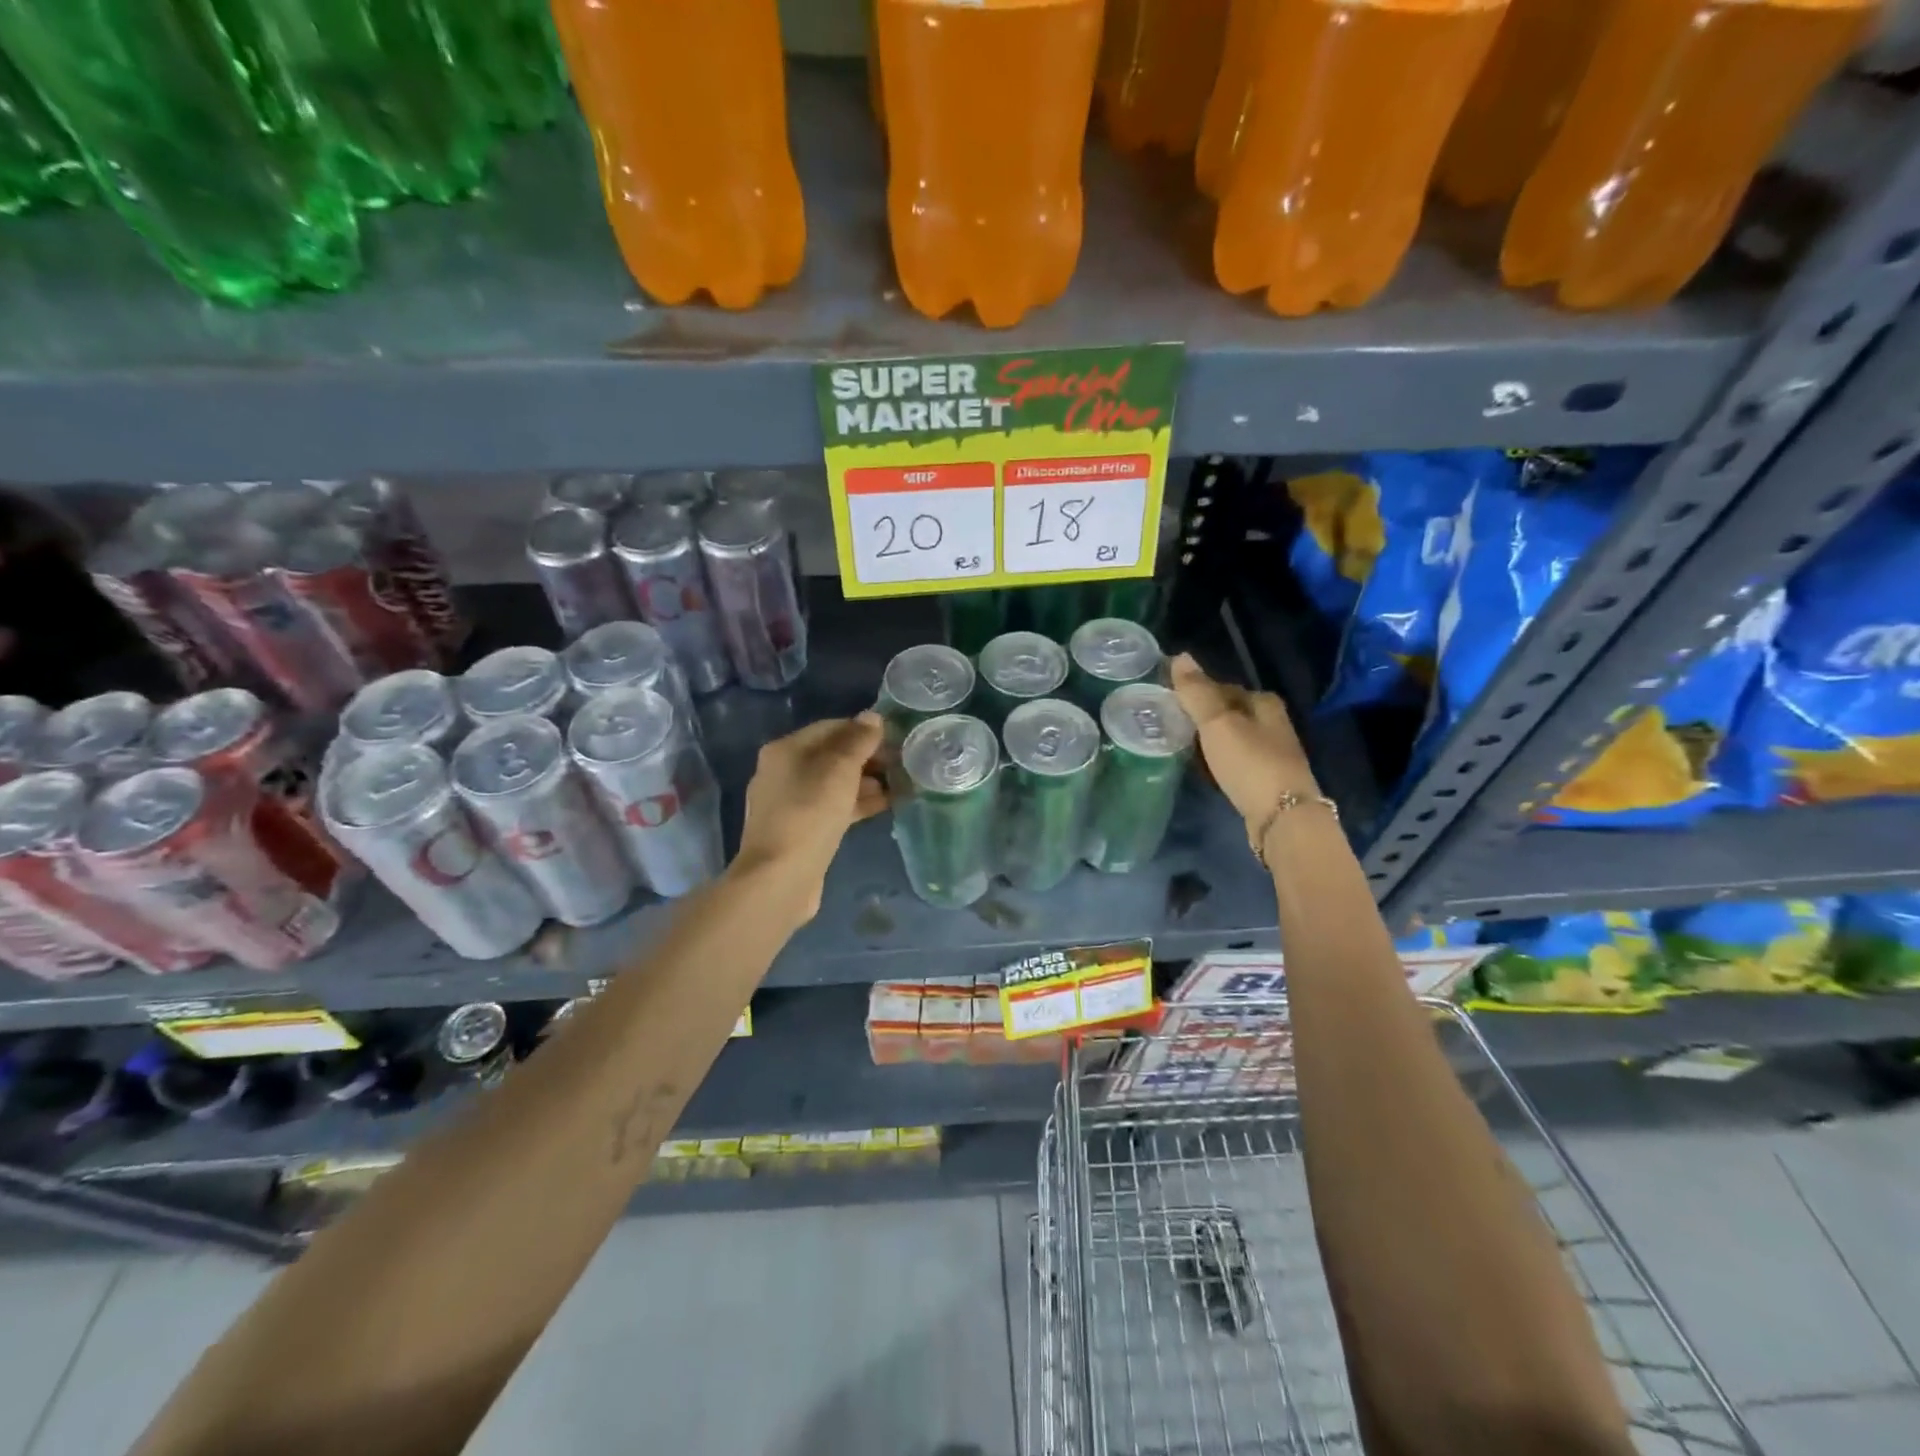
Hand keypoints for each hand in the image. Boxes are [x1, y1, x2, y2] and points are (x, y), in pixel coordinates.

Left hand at [733, 712, 887, 920]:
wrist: (781, 877)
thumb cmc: (810, 813)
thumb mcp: (840, 770)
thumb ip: (858, 741)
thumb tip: (872, 717)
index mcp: (785, 750)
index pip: (831, 727)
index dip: (864, 731)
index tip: (895, 739)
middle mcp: (782, 772)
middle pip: (831, 756)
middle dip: (867, 758)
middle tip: (901, 764)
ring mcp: (789, 804)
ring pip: (833, 784)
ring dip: (866, 783)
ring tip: (900, 785)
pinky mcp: (800, 831)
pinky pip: (832, 808)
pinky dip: (856, 804)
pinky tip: (883, 807)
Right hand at [1169, 654, 1319, 838]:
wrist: (1283, 817)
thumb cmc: (1249, 763)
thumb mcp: (1217, 723)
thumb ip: (1197, 692)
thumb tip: (1179, 656)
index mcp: (1264, 702)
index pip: (1223, 687)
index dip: (1197, 692)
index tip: (1171, 703)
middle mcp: (1273, 723)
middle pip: (1229, 712)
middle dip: (1203, 717)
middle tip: (1171, 726)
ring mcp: (1272, 753)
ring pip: (1233, 738)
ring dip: (1210, 742)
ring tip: (1181, 748)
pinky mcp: (1266, 780)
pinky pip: (1235, 762)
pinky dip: (1219, 762)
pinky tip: (1204, 771)